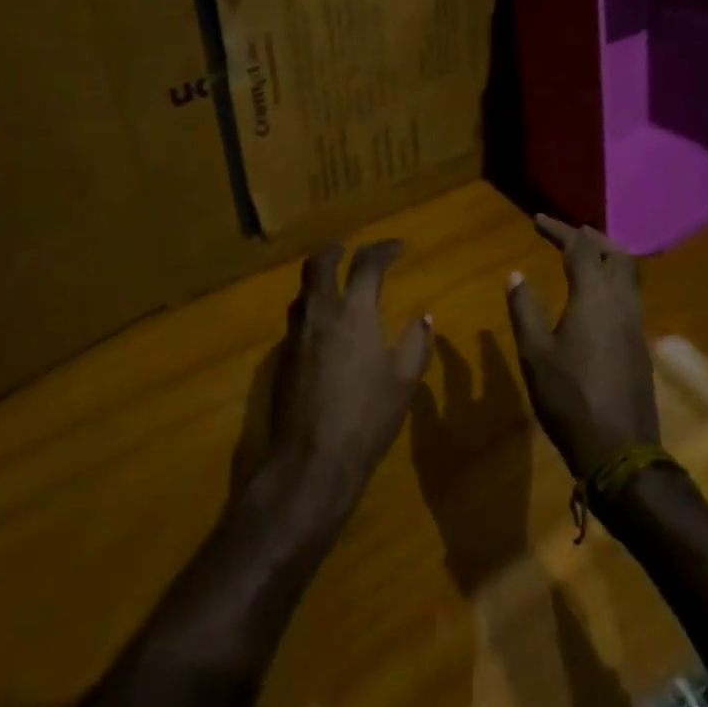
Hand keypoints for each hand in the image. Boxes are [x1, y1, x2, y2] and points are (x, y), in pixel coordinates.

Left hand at [266, 240, 434, 503]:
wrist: (313, 459)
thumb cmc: (368, 416)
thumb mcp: (404, 381)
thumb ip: (416, 343)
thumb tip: (425, 317)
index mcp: (355, 311)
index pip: (367, 264)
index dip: (384, 250)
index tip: (397, 248)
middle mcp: (321, 312)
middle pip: (320, 264)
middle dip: (336, 251)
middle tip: (350, 250)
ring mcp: (296, 334)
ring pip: (303, 290)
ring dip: (320, 279)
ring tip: (336, 286)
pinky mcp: (283, 358)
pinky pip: (297, 318)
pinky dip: (311, 308)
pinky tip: (324, 328)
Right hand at [504, 215, 660, 478]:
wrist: (619, 450)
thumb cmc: (570, 399)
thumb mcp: (535, 354)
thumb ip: (525, 309)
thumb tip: (517, 275)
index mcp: (595, 298)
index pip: (579, 248)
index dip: (558, 229)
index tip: (536, 220)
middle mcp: (622, 302)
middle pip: (614, 253)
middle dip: (590, 237)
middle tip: (566, 232)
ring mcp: (636, 323)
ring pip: (629, 273)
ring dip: (607, 255)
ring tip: (584, 254)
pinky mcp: (641, 343)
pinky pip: (632, 293)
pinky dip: (614, 278)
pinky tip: (598, 294)